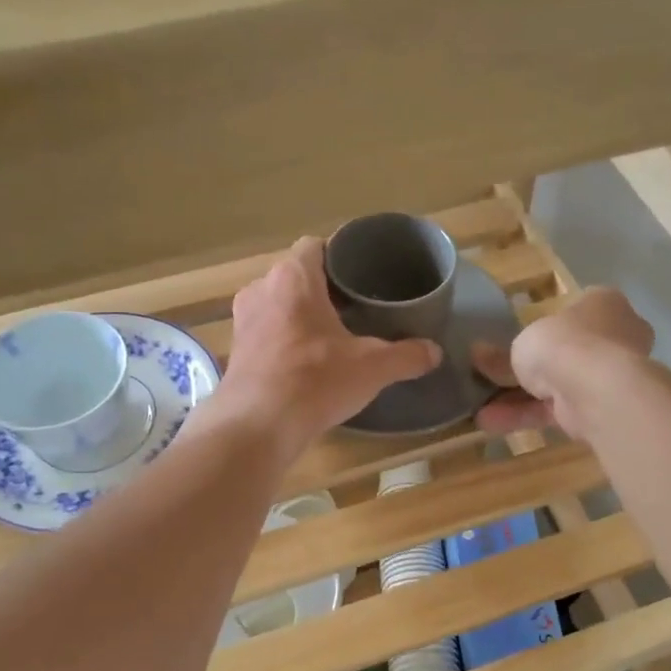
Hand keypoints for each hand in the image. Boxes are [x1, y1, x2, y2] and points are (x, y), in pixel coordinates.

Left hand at [208, 237, 441, 458]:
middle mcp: (261, 288)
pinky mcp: (236, 350)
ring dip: (300, 315)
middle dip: (322, 289)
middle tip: (354, 309)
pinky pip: (265, 332)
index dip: (338, 256)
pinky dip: (283, 340)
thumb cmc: (316, 381)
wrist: (258, 425)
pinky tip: (304, 363)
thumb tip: (434, 352)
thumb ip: (406, 356)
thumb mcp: (372, 368)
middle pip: (296, 276)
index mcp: (293, 277)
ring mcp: (243, 320)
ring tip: (330, 336)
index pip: (315, 246)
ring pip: (277, 304)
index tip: (360, 276)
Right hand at [473, 287, 654, 438]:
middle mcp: (613, 337)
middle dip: (529, 370)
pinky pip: (556, 410)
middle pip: (565, 353)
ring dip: (518, 399)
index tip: (520, 338)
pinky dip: (525, 416)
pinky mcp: (598, 409)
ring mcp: (608, 376)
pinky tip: (490, 424)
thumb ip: (501, 355)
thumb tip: (478, 355)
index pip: (575, 310)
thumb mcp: (522, 344)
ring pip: (557, 386)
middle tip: (494, 378)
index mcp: (603, 304)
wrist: (598, 390)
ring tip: (479, 410)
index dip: (547, 325)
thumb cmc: (564, 344)